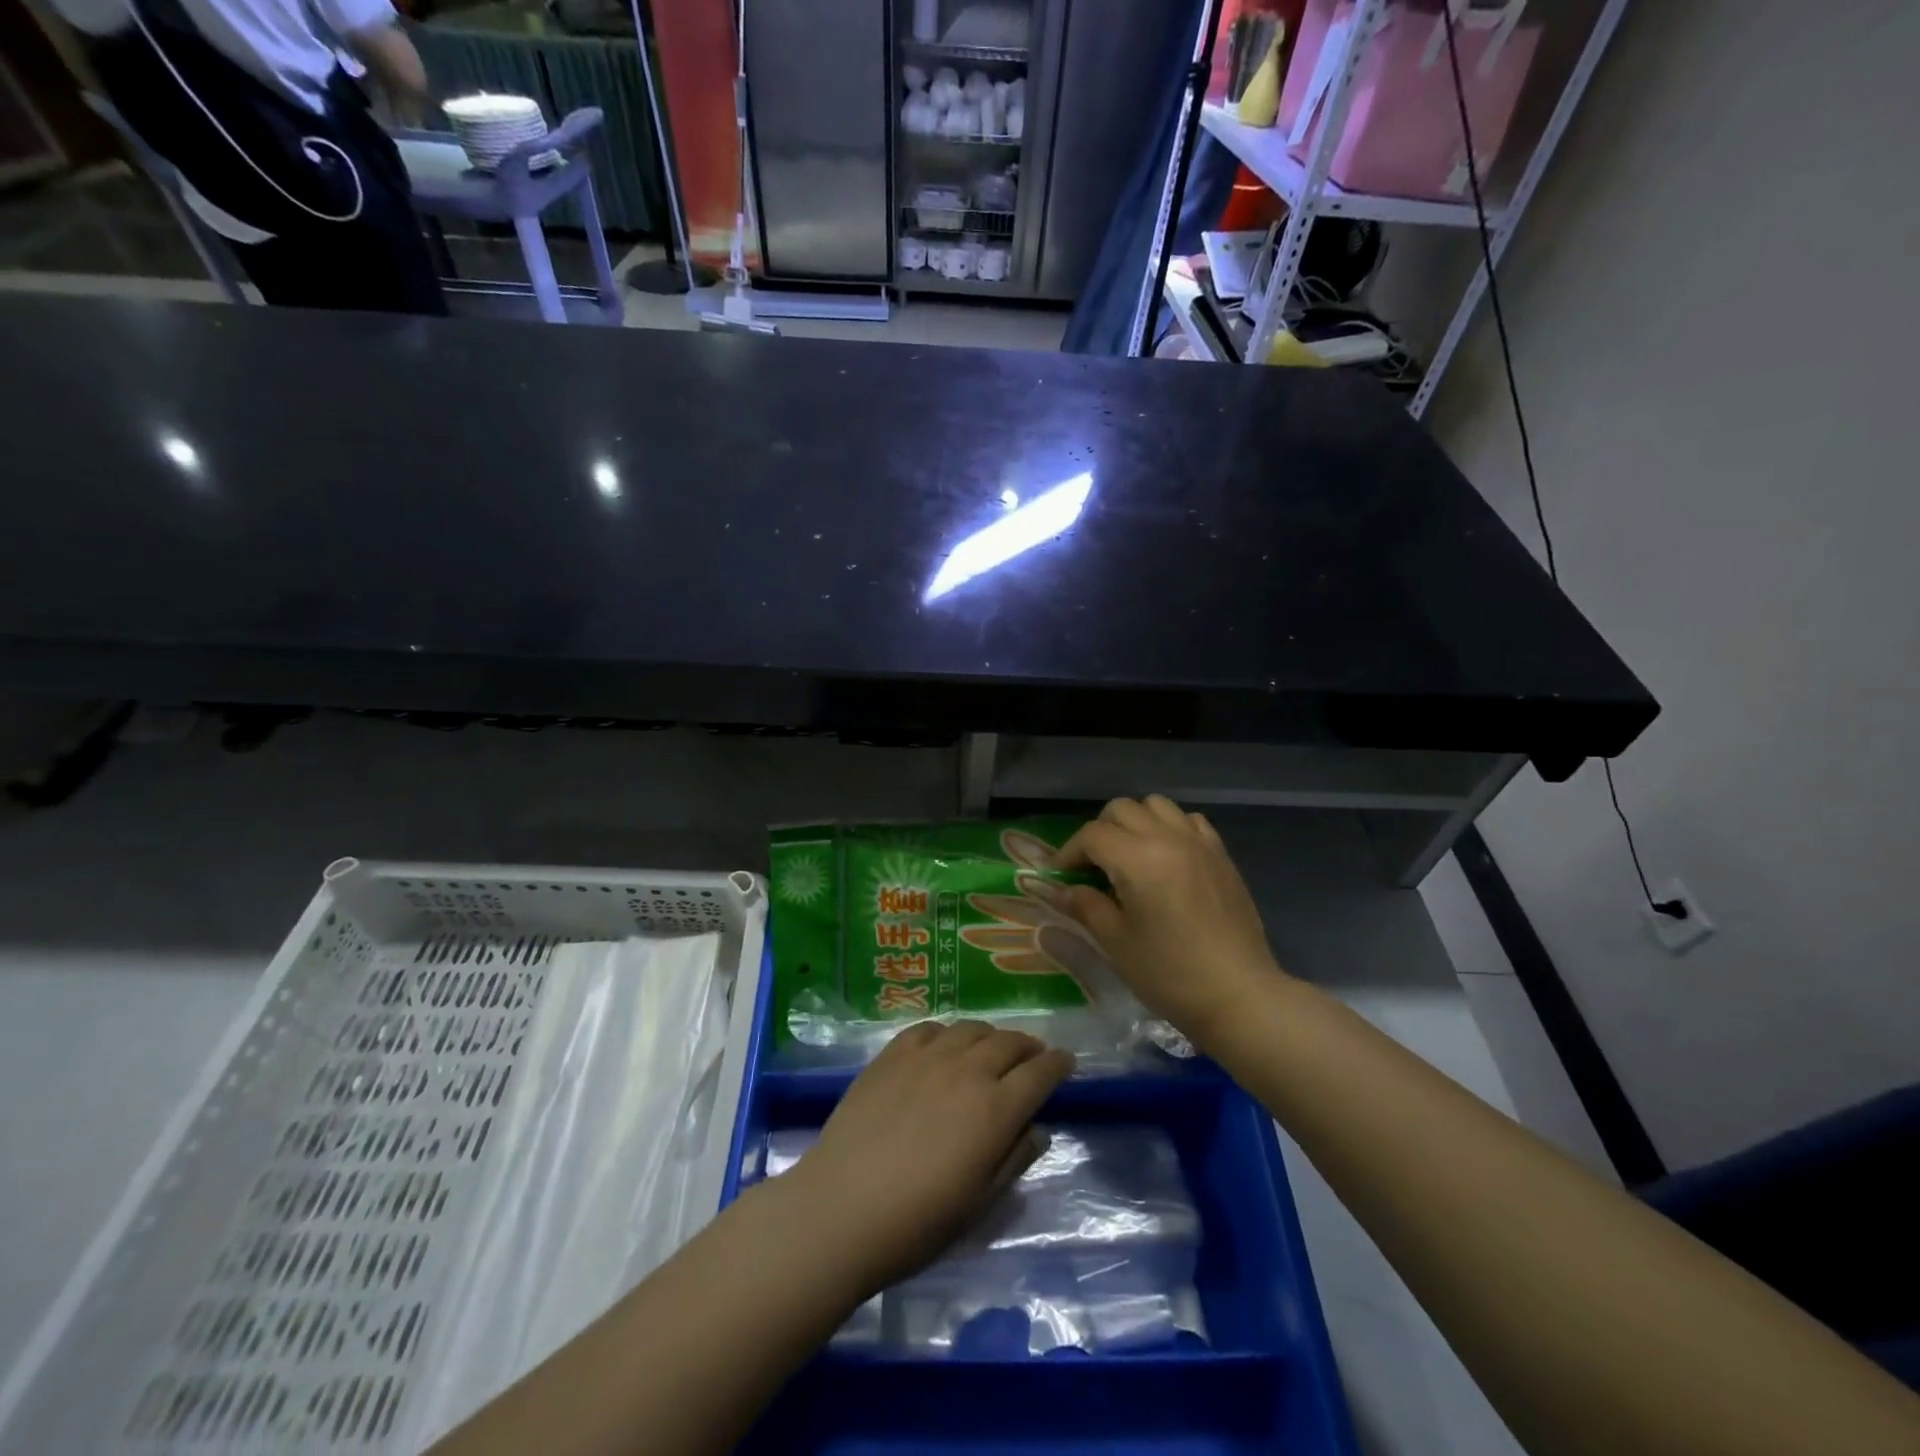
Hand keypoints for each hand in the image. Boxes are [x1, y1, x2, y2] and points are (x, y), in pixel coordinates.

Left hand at [781, 1022, 1072, 1293]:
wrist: (841, 1208)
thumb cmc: (917, 1223)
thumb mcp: (978, 1204)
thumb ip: (1013, 1159)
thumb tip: (1037, 1129)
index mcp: (995, 1109)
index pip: (1040, 1073)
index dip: (1058, 1064)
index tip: (1067, 1062)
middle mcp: (967, 1070)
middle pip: (1009, 1042)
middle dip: (1029, 1046)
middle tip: (1034, 1055)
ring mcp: (927, 1056)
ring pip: (971, 1029)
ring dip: (991, 1036)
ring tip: (992, 1048)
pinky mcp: (893, 1053)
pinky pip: (930, 1028)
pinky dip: (948, 1033)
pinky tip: (945, 1045)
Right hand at [1044, 796, 1285, 1046]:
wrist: (1239, 995)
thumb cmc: (1170, 973)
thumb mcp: (1116, 942)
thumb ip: (1086, 906)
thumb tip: (1061, 890)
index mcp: (1138, 859)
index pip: (1092, 835)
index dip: (1069, 852)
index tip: (1060, 876)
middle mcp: (1168, 838)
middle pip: (1122, 809)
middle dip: (1099, 832)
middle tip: (1092, 866)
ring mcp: (1199, 843)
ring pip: (1157, 805)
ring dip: (1135, 822)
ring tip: (1130, 856)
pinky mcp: (1221, 855)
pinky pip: (1189, 821)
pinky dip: (1170, 827)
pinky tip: (1167, 858)